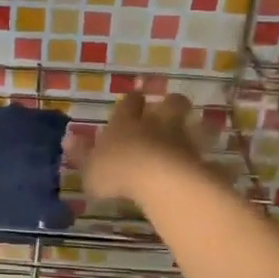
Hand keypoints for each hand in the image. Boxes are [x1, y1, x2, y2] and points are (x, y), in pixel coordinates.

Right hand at [65, 91, 207, 204]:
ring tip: (195, 130)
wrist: (159, 181)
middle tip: (169, 106)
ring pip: (191, 124)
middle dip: (170, 103)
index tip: (135, 96)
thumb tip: (67, 138)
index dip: (132, 100)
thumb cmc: (117, 172)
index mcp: (126, 123)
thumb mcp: (89, 167)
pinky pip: (207, 155)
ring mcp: (182, 140)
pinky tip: (211, 165)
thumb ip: (80, 154)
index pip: (130, 103)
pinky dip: (208, 159)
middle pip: (169, 104)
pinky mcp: (200, 159)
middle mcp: (156, 125)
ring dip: (193, 125)